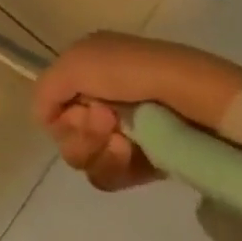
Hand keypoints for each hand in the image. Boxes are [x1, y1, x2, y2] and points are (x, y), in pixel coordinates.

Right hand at [33, 32, 241, 190]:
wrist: (197, 100)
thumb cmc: (134, 72)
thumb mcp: (76, 63)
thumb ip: (46, 89)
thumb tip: (44, 119)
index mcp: (86, 70)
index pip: (52, 104)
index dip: (60, 110)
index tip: (81, 107)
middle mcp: (101, 100)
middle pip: (65, 134)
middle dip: (80, 131)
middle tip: (107, 120)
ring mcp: (124, 133)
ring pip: (84, 158)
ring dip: (97, 150)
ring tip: (124, 140)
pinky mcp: (146, 163)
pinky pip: (109, 177)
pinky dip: (115, 168)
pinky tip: (133, 154)